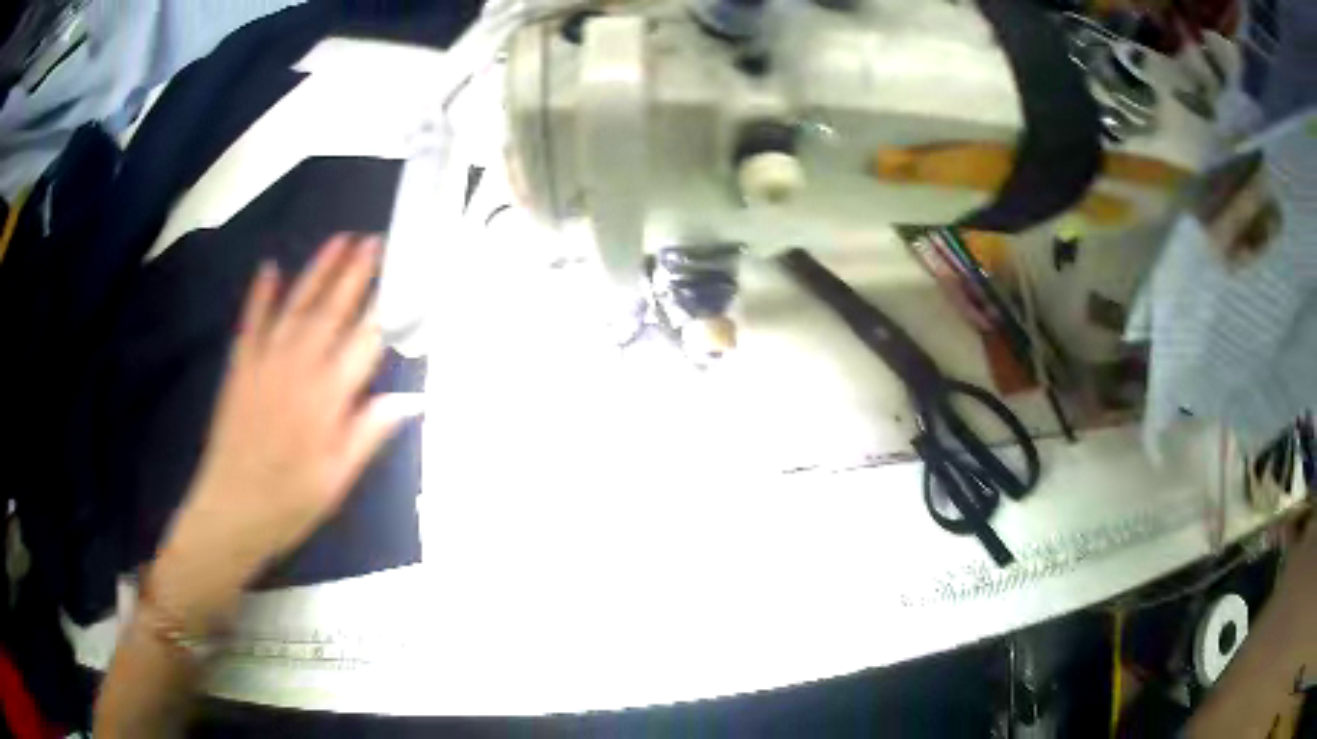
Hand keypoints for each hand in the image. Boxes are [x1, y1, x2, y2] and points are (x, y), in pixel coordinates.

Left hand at [151, 234, 415, 625]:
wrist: (230, 512)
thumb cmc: (289, 502)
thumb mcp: (337, 481)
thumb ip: (369, 433)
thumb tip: (410, 399)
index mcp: (327, 399)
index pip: (364, 343)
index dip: (385, 308)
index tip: (403, 278)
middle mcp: (298, 369)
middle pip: (331, 313)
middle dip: (355, 275)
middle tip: (375, 240)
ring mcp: (265, 363)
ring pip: (296, 307)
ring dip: (317, 272)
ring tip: (339, 241)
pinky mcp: (240, 367)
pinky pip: (251, 323)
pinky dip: (260, 294)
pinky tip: (270, 268)